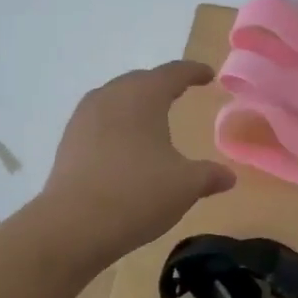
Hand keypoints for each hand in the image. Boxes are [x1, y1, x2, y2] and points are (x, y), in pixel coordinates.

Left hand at [36, 61, 236, 263]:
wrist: (73, 225)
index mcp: (143, 95)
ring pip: (115, 98)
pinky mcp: (68, 140)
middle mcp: (111, 96)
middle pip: (140, 80)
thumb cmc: (137, 194)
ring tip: (150, 118)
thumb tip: (228, 177)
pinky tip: (123, 145)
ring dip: (135, 103)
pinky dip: (116, 124)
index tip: (207, 75)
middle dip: (161, 85)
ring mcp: (84, 117)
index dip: (193, 72)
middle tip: (179, 92)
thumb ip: (209, 176)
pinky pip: (99, 120)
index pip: (173, 73)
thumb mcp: (185, 185)